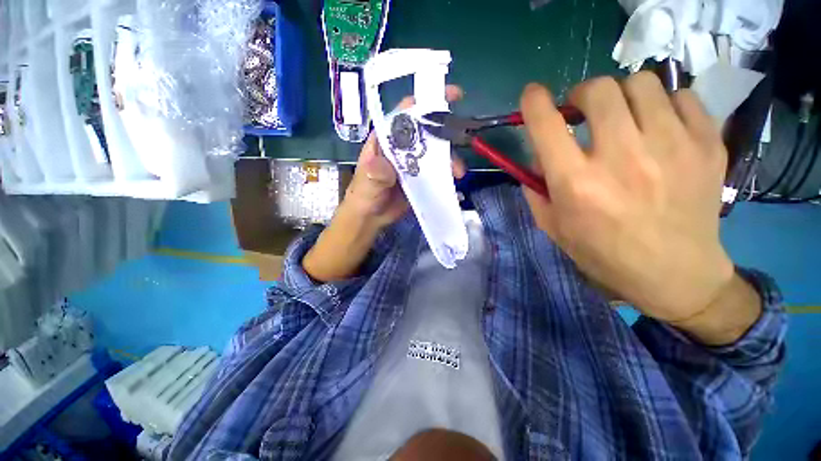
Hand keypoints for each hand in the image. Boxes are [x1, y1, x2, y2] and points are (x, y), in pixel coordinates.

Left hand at [342, 84, 466, 229]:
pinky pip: (437, 173)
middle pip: (426, 132)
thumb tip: (382, 167)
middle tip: (462, 138)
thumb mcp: (366, 184)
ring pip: (435, 153)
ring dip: (449, 159)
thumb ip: (374, 175)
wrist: (370, 217)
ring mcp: (413, 163)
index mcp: (387, 140)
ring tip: (457, 172)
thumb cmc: (363, 195)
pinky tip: (454, 182)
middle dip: (446, 132)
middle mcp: (402, 147)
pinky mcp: (421, 179)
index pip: (405, 114)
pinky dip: (447, 175)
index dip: (425, 102)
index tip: (447, 96)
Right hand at [520, 73, 738, 327]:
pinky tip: (659, 126)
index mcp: (576, 183)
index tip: (532, 94)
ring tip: (623, 116)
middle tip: (582, 111)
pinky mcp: (707, 145)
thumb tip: (537, 155)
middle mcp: (621, 158)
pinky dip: (662, 104)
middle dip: (582, 94)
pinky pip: (681, 96)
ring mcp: (671, 147)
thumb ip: (536, 187)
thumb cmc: (603, 253)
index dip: (534, 102)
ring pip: (642, 83)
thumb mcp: (553, 225)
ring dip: (622, 95)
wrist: (675, 274)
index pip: (546, 125)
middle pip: (598, 90)